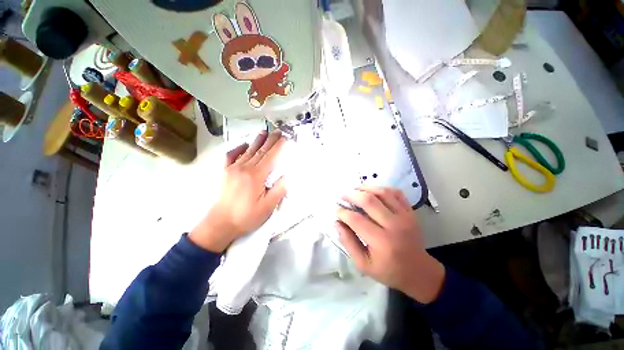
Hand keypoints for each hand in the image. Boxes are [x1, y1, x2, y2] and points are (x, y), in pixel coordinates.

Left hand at [189, 131, 286, 252]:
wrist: (221, 223)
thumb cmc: (247, 216)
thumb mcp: (267, 207)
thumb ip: (279, 190)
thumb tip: (287, 176)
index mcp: (256, 176)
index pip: (270, 157)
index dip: (278, 147)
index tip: (284, 138)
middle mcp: (245, 168)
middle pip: (260, 151)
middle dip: (270, 141)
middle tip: (277, 132)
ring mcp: (233, 169)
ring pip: (248, 151)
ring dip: (257, 141)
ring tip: (263, 132)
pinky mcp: (225, 172)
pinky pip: (231, 156)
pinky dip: (237, 149)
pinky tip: (243, 145)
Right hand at [336, 187, 445, 303]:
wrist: (419, 271)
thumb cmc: (389, 271)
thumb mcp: (363, 264)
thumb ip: (348, 242)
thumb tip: (337, 222)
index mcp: (381, 242)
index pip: (356, 220)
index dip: (343, 212)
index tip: (336, 210)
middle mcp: (394, 225)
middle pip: (369, 201)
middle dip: (351, 195)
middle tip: (342, 196)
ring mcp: (405, 216)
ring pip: (382, 193)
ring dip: (365, 188)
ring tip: (354, 189)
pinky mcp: (410, 212)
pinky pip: (396, 193)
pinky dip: (382, 188)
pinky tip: (372, 191)